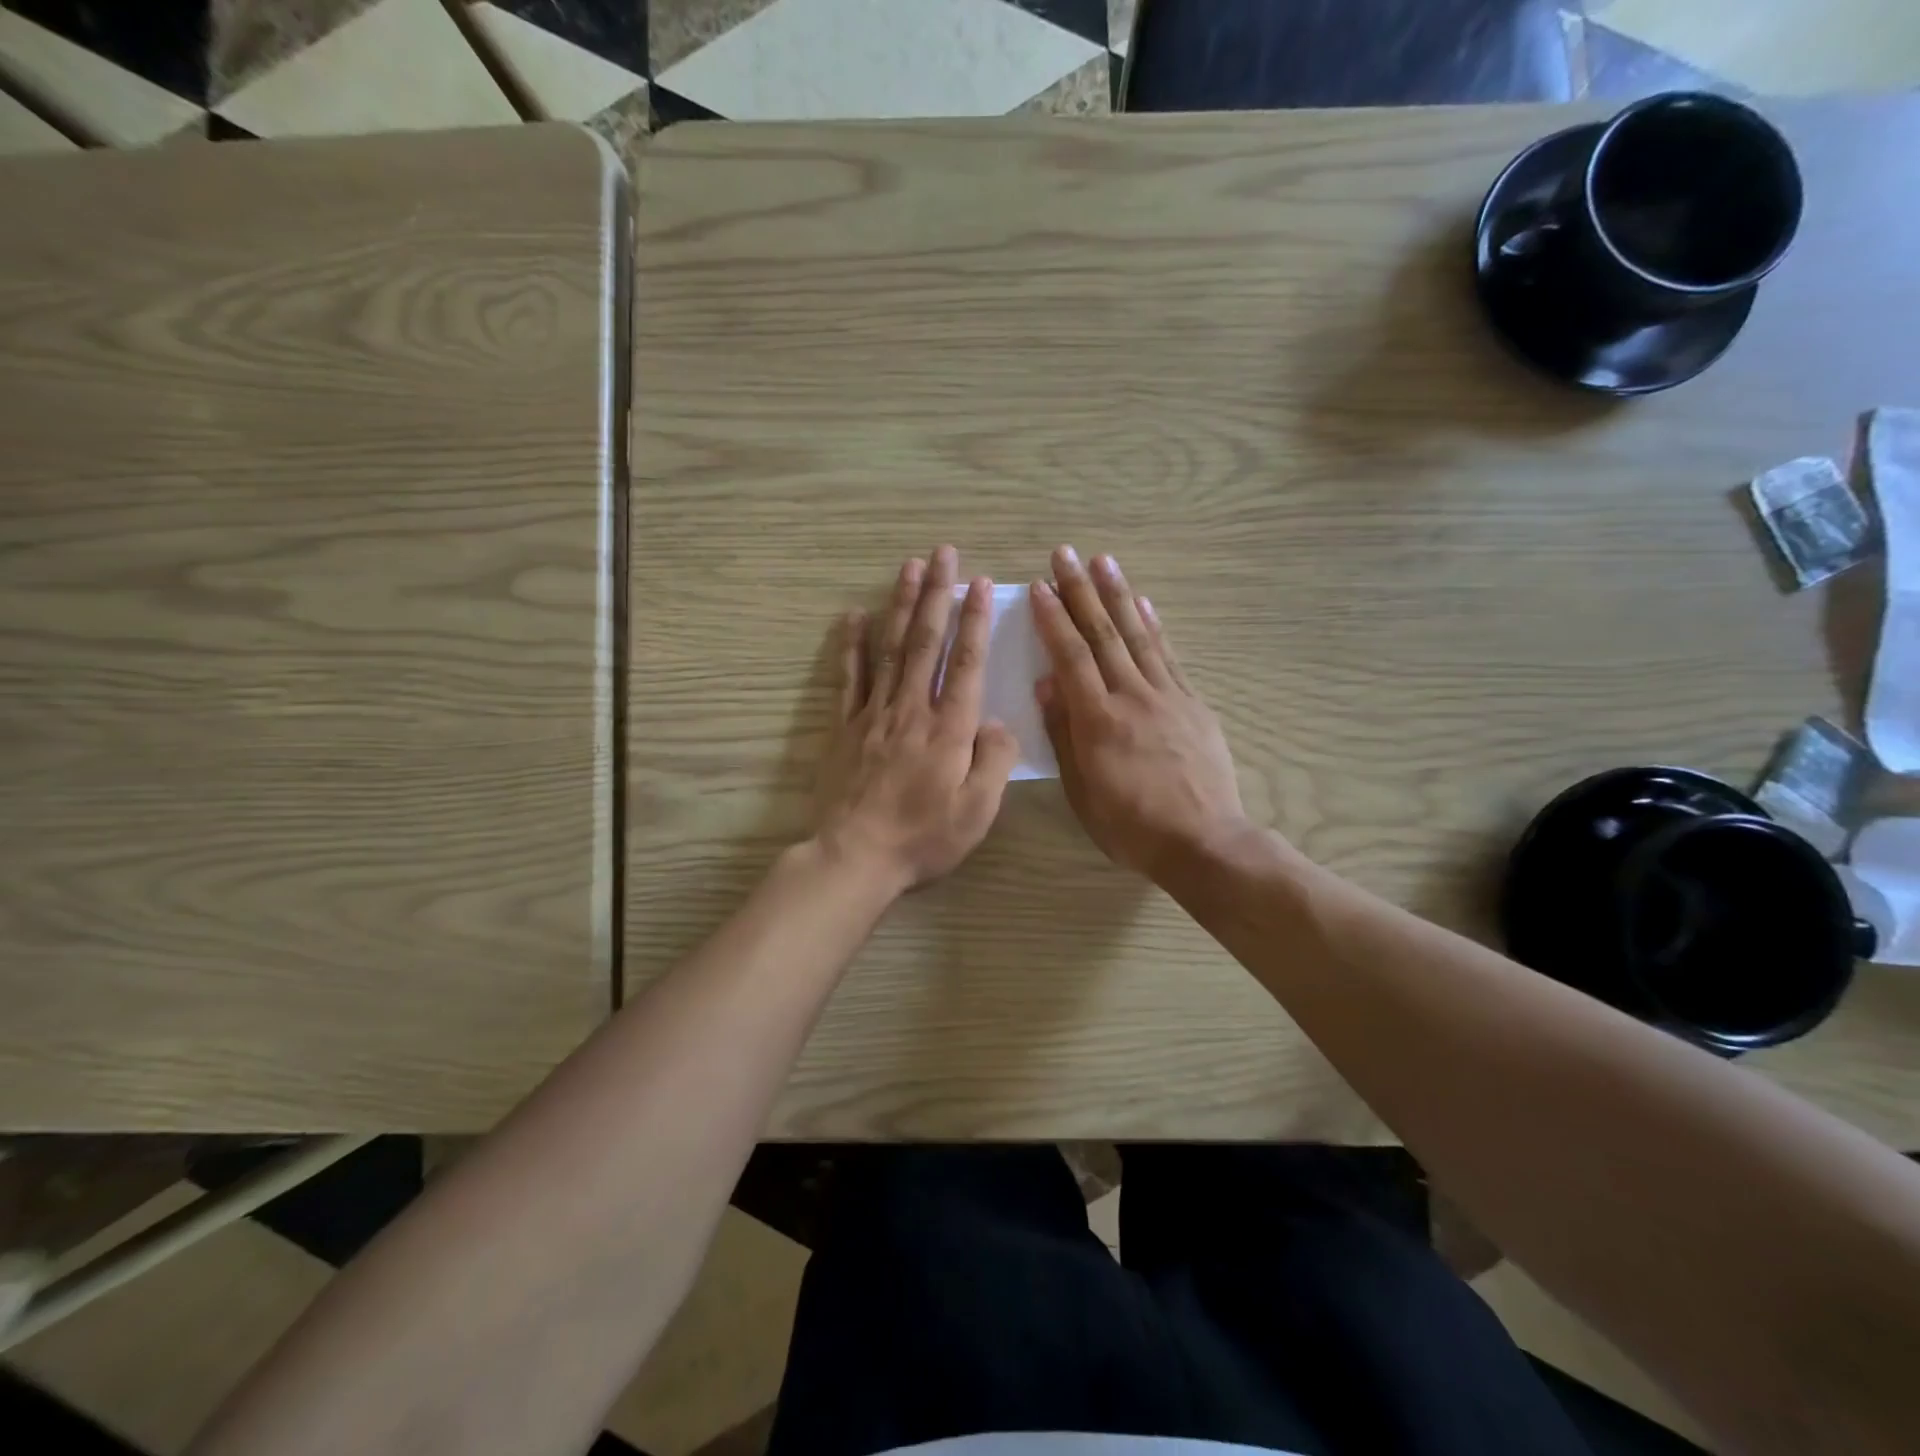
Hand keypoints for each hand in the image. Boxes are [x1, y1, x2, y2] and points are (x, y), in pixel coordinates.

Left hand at [813, 547, 1020, 893]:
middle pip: (926, 642)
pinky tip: (854, 615)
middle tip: (943, 553)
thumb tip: (998, 722)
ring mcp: (874, 714)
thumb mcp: (978, 810)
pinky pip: (848, 677)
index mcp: (949, 728)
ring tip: (908, 567)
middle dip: (937, 594)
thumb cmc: (923, 837)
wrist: (855, 856)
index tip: (980, 583)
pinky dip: (851, 644)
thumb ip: (994, 760)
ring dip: (901, 605)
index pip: (965, 662)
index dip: (974, 620)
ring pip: (889, 648)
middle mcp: (912, 709)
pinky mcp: (845, 727)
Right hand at [1030, 545, 1246, 879]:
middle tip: (1064, 554)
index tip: (1039, 587)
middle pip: (1103, 635)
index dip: (1054, 620)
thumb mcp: (1082, 791)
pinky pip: (1169, 656)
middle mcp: (1132, 697)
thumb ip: (1064, 734)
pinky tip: (1144, 603)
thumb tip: (1046, 683)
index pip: (1071, 658)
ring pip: (1138, 635)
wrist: (1203, 842)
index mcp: (1099, 721)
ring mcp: (1167, 696)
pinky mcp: (1193, 703)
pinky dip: (1155, 626)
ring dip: (1118, 595)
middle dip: (1081, 592)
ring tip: (1103, 561)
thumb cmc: (1131, 826)